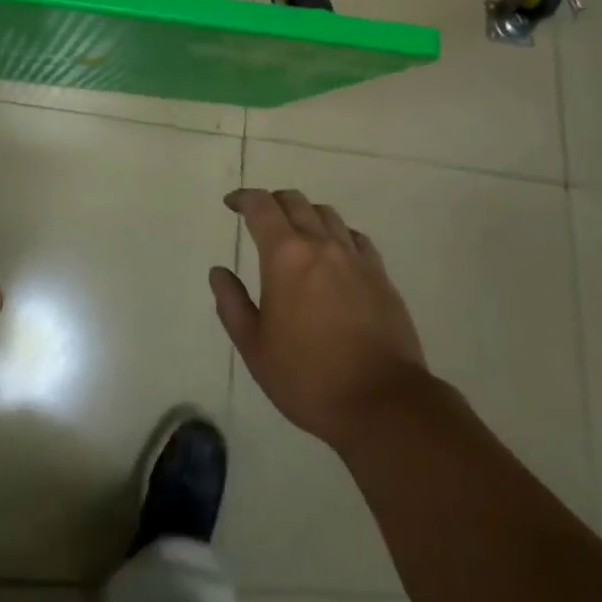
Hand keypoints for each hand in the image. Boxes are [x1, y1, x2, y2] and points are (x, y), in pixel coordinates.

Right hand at [210, 188, 428, 450]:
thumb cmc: (308, 377)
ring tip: (296, 234)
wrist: (382, 403)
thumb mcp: (254, 347)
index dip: (243, 198)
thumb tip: (219, 272)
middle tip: (260, 219)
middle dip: (273, 202)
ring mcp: (355, 257)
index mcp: (285, 255)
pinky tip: (334, 254)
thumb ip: (232, 304)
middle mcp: (321, 244)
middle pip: (295, 201)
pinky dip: (338, 235)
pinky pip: (355, 238)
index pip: (261, 206)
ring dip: (305, 214)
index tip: (231, 204)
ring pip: (327, 214)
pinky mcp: (381, 276)